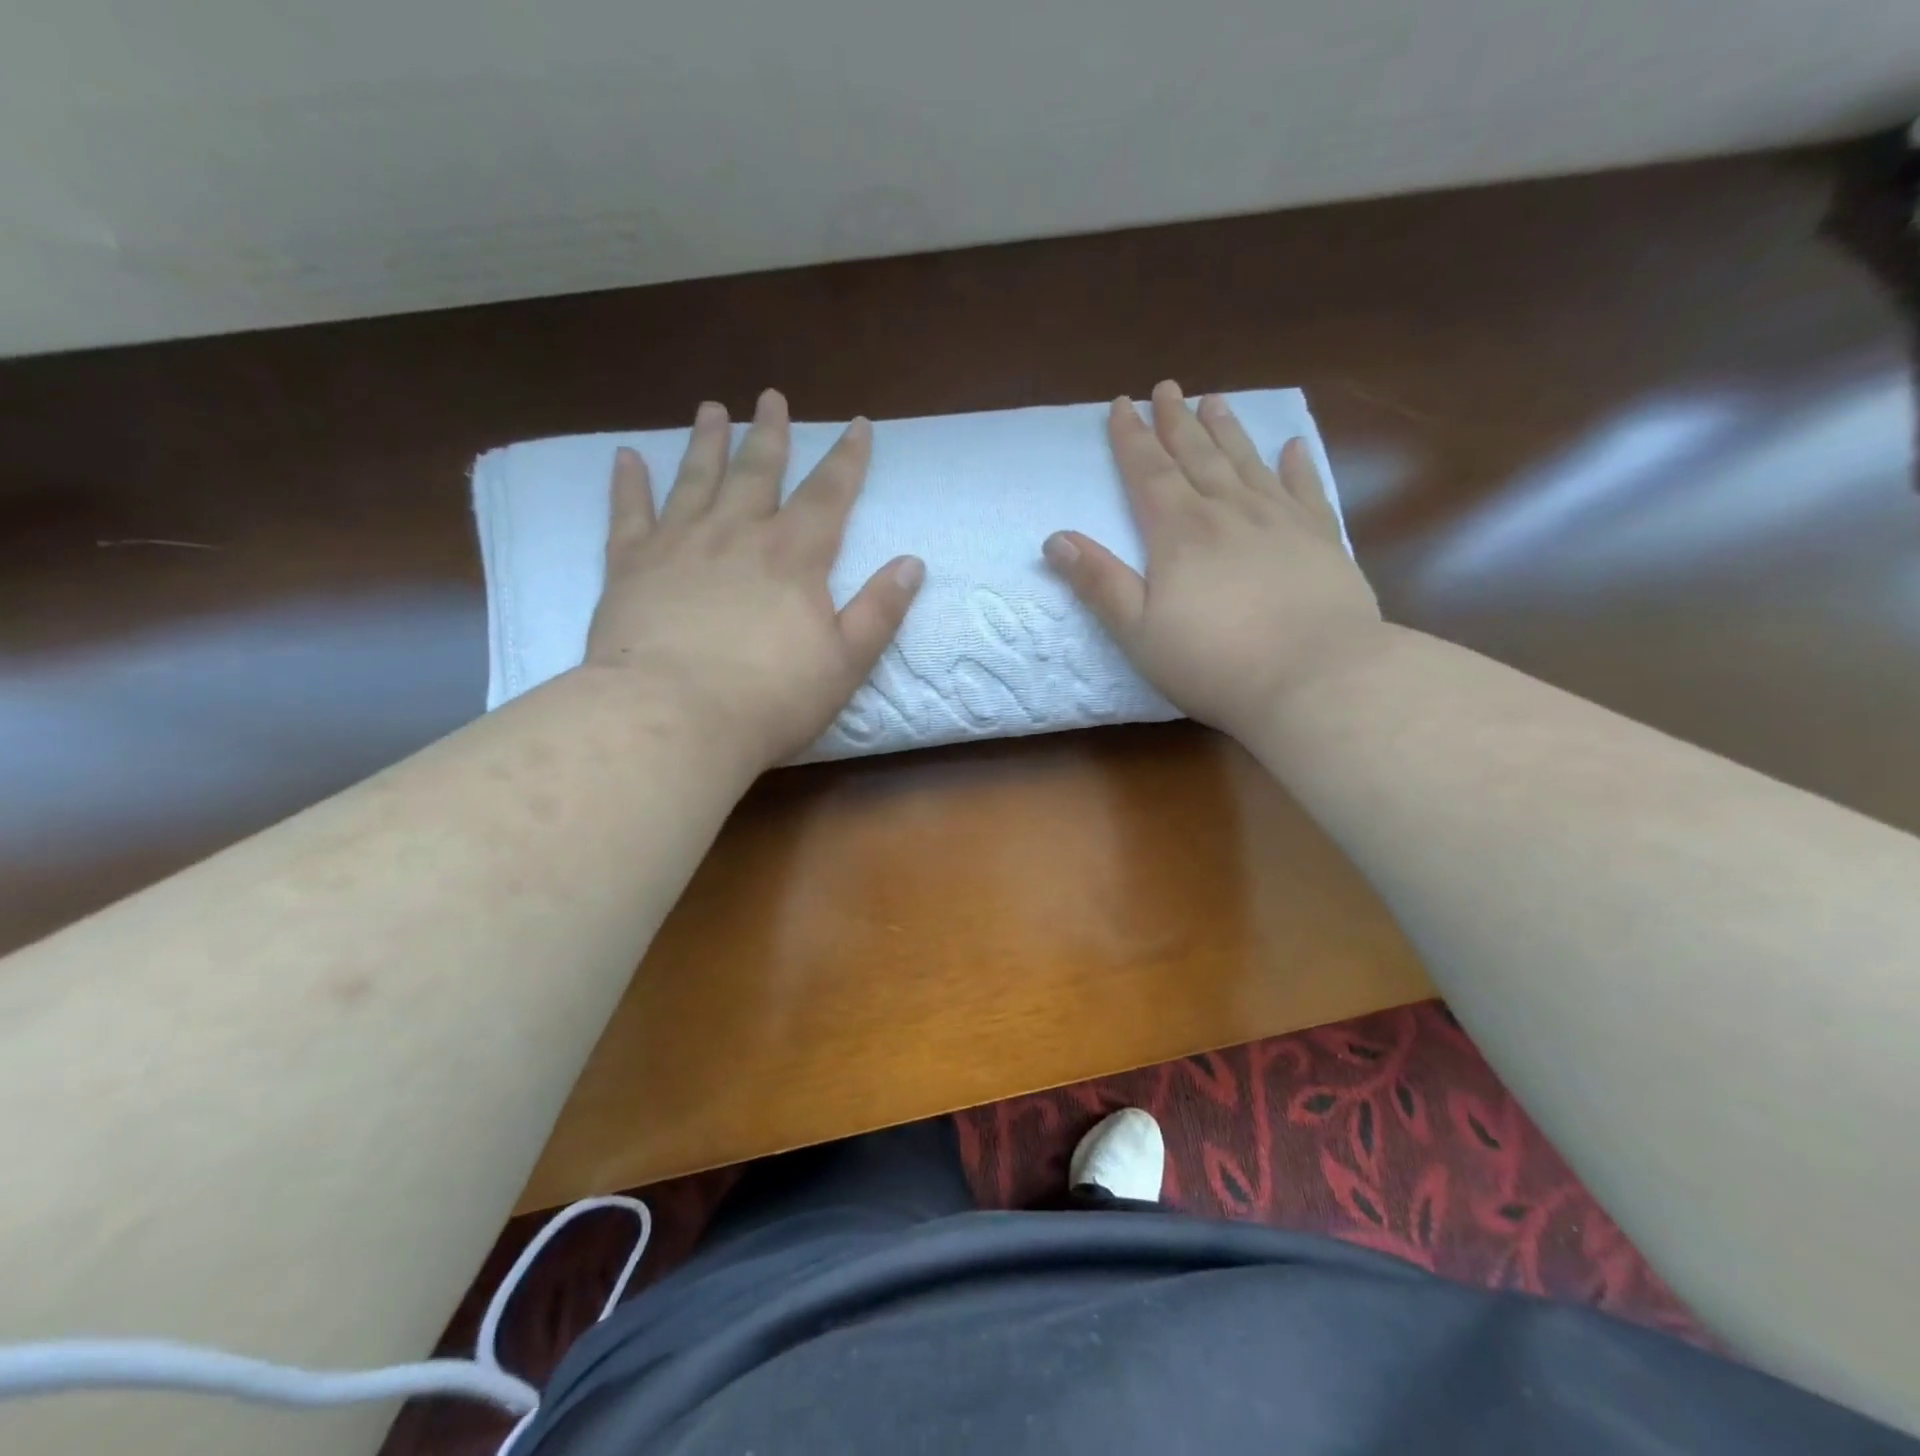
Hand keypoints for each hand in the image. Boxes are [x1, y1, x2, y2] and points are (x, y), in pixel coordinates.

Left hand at [583, 389, 923, 772]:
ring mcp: (678, 544)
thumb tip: (913, 563)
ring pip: (695, 479)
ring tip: (710, 409)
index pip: (829, 494)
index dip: (847, 458)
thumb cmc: (771, 698)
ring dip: (706, 442)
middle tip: (771, 396)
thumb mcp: (846, 661)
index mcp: (794, 556)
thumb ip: (880, 610)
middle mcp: (737, 534)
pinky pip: (628, 512)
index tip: (857, 424)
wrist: (674, 718)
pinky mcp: (629, 566)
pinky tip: (626, 456)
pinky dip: (627, 483)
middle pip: (758, 471)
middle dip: (770, 433)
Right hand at [1042, 381, 1382, 740]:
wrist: (1314, 677)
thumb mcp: (1138, 631)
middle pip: (1197, 456)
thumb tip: (1055, 539)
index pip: (1148, 472)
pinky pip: (1306, 489)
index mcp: (1179, 532)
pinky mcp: (1322, 539)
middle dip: (1177, 422)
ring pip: (1247, 462)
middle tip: (1167, 388)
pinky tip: (1292, 447)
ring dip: (1227, 430)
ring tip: (1214, 400)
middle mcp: (1229, 512)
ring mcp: (1281, 520)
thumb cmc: (1213, 662)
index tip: (1121, 405)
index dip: (1132, 438)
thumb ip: (1099, 583)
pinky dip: (1297, 465)